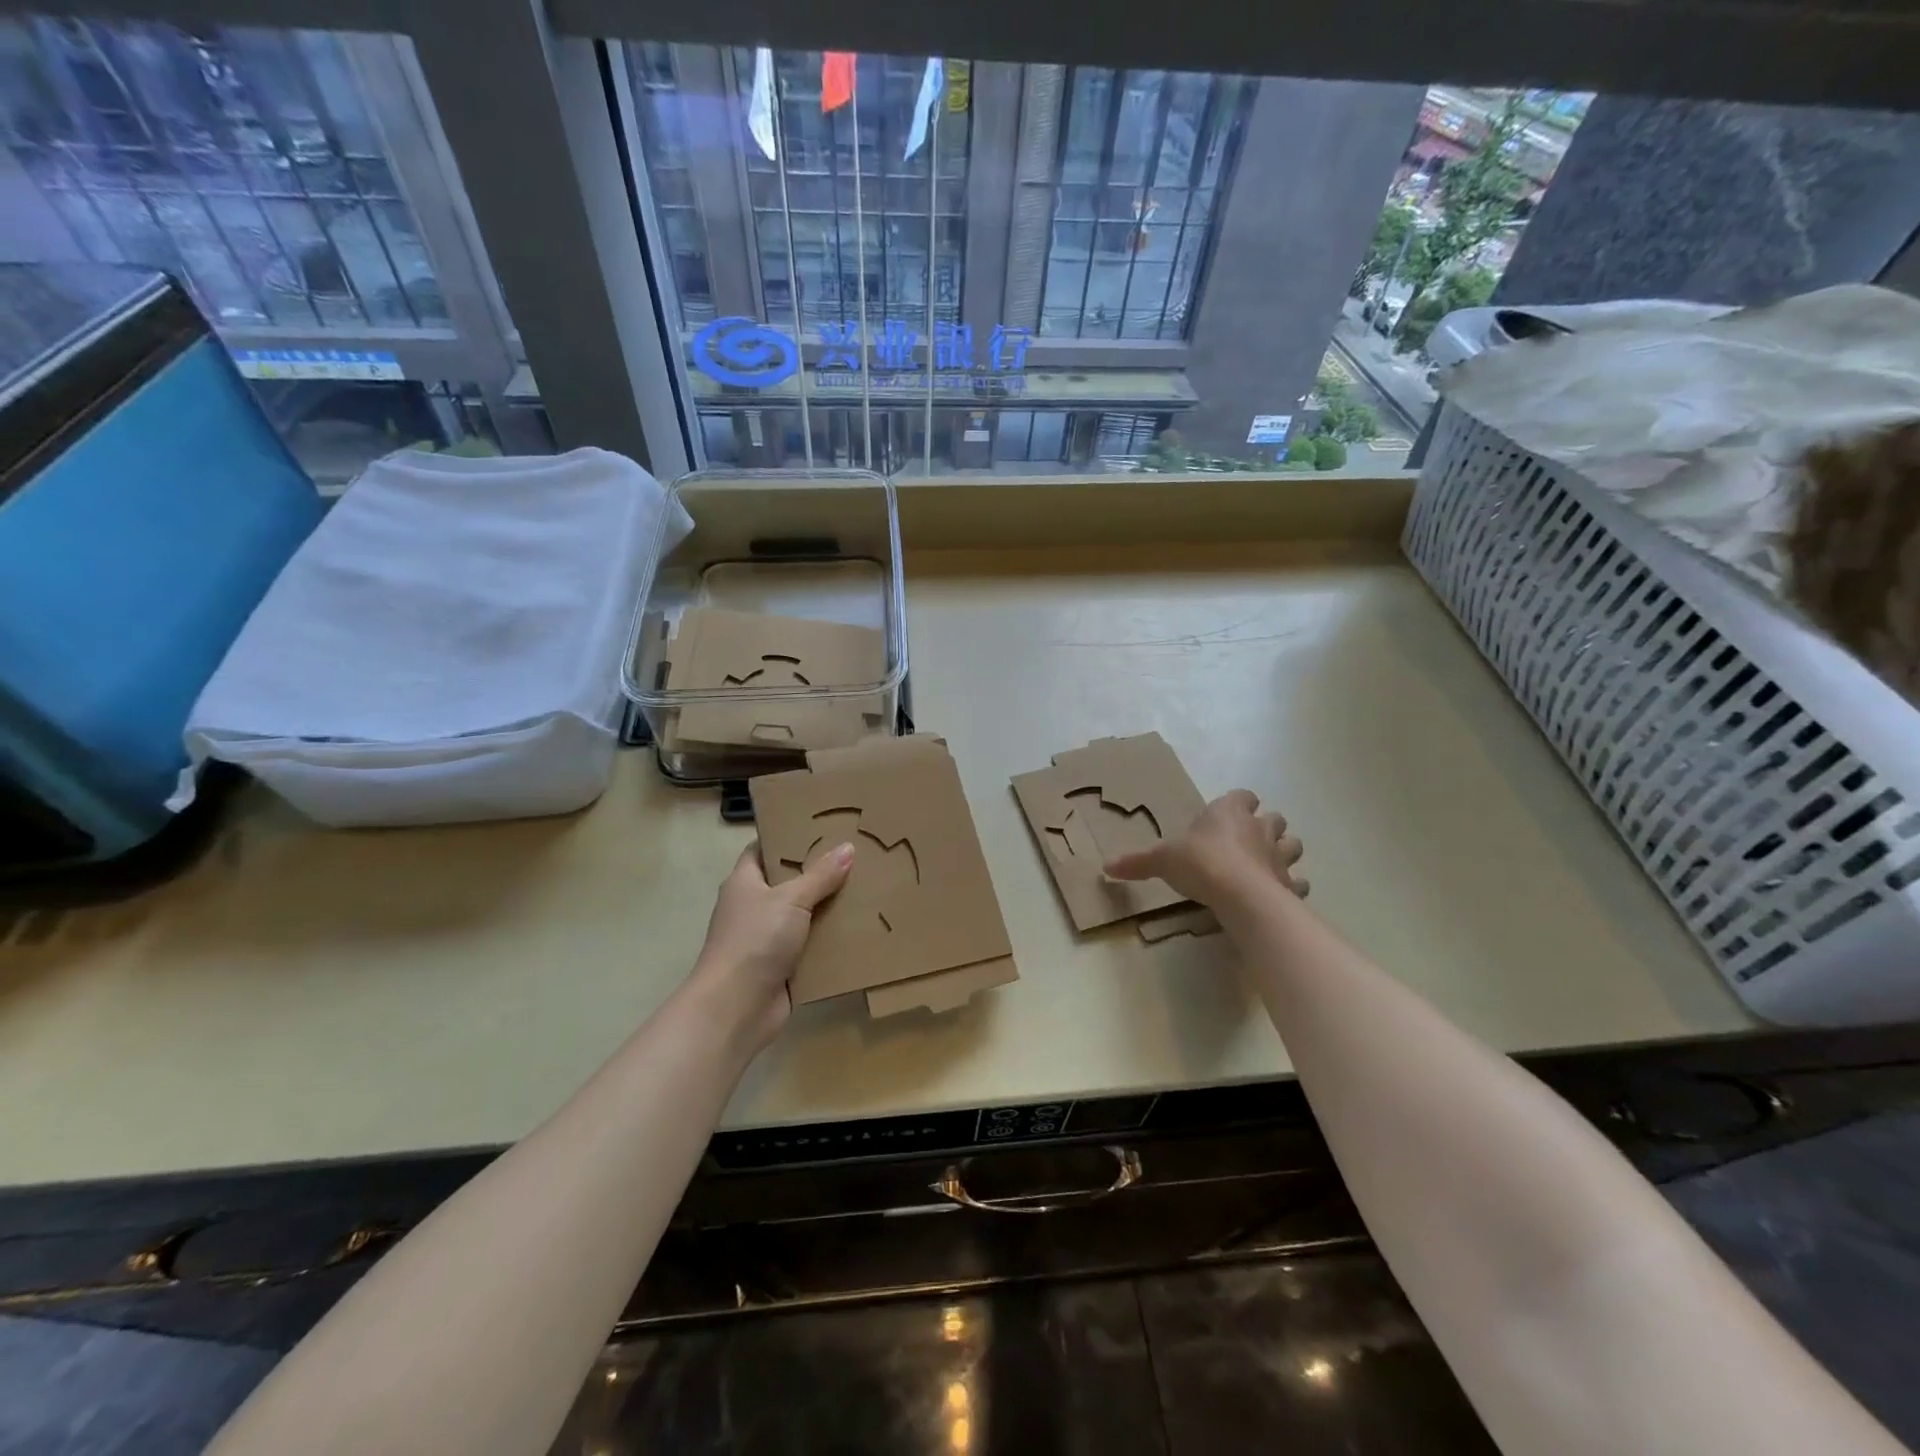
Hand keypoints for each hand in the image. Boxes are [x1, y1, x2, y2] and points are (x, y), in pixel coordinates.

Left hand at [692, 841, 852, 1050]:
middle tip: (855, 855)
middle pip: (789, 881)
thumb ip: (820, 875)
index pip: (764, 849)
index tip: (821, 826)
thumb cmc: (755, 940)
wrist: (737, 1008)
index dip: (788, 837)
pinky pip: (811, 946)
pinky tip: (860, 928)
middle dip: (819, 871)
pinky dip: (831, 940)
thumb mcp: (791, 899)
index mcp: (744, 882)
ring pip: (803, 915)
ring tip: (866, 887)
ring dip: (829, 907)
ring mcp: (767, 938)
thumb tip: (848, 847)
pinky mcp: (783, 966)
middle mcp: (753, 907)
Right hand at [1104, 789, 1307, 908]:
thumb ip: (1137, 862)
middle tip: (1247, 841)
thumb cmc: (1200, 863)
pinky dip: (1291, 886)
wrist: (1239, 895)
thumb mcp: (1161, 860)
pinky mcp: (1289, 884)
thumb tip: (1105, 866)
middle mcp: (1258, 828)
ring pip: (1292, 845)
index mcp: (1229, 813)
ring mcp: (1279, 856)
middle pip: (1274, 818)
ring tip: (1266, 864)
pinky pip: (1297, 882)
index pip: (1242, 796)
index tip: (1226, 814)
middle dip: (1265, 826)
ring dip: (1283, 851)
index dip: (1238, 803)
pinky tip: (1278, 894)